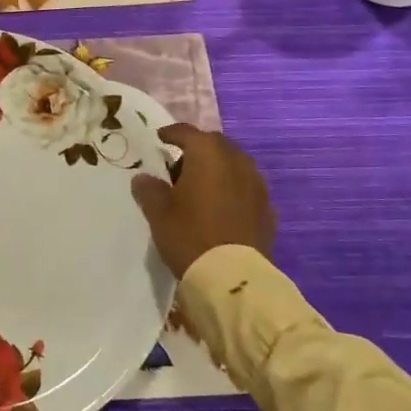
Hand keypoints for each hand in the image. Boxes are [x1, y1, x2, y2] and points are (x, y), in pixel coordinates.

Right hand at [130, 125, 275, 277]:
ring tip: (201, 186)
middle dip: (198, 149)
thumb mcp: (159, 213)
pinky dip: (233, 188)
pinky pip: (247, 187)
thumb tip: (143, 178)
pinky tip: (221, 206)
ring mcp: (257, 185)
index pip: (188, 132)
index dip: (171, 133)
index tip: (160, 138)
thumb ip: (149, 190)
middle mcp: (237, 162)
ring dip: (218, 168)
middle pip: (216, 144)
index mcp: (208, 155)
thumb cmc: (190, 235)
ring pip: (235, 164)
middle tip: (179, 166)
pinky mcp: (267, 209)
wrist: (232, 277)